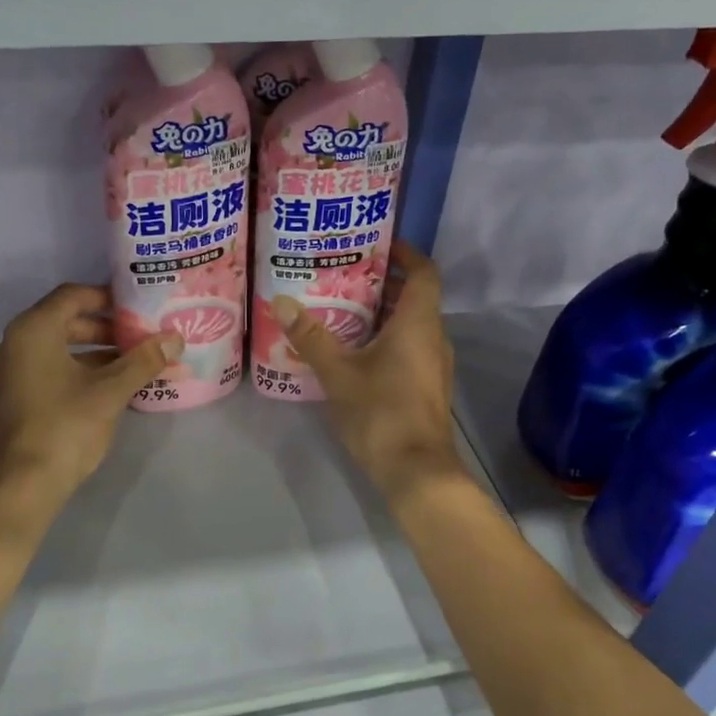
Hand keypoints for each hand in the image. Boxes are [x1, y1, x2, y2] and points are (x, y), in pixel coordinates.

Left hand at [0, 284, 180, 502]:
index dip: (108, 297)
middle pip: (67, 320)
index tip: (139, 306)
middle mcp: (16, 342)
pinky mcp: (16, 395)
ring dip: (97, 350)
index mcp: (33, 330)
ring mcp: (12, 370)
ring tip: (136, 360)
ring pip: (60, 346)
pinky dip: (81, 369)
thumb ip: (144, 360)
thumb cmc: (66, 426)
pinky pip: (51, 367)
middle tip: (142, 335)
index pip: (73, 295)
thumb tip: (175, 338)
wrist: (24, 484)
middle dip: (107, 327)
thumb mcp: (111, 390)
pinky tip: (113, 384)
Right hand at [271, 241, 467, 499]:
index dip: (406, 253)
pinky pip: (410, 346)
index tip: (377, 244)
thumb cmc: (381, 412)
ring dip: (384, 312)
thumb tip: (282, 301)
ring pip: (413, 324)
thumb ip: (311, 336)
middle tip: (345, 273)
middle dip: (384, 282)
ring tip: (344, 306)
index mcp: (418, 323)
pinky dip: (388, 337)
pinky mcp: (427, 386)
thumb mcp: (338, 373)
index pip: (424, 272)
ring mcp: (434, 364)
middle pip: (415, 296)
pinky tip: (355, 348)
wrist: (416, 471)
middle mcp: (434, 337)